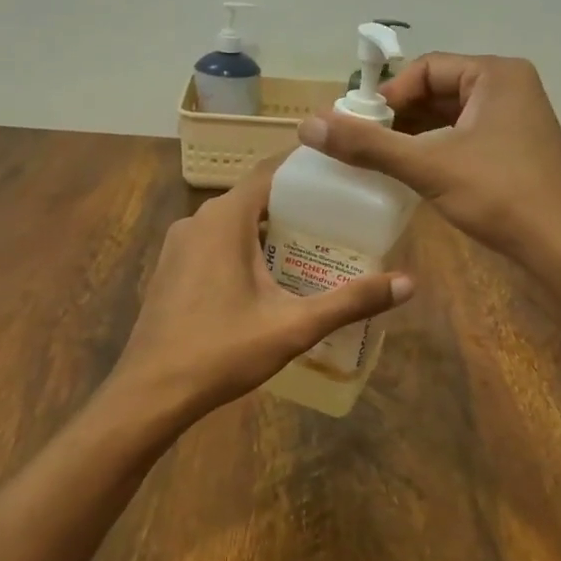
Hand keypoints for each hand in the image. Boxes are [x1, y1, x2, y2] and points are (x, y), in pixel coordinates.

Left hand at [108, 156, 414, 424]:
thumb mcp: (293, 326)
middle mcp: (198, 220)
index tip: (344, 173)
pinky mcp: (172, 269)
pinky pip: (215, 243)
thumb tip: (409, 284)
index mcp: (225, 219)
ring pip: (233, 222)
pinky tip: (269, 277)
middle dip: (296, 205)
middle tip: (340, 218)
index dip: (307, 168)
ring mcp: (179, 245)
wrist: (151, 392)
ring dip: (270, 229)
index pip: (271, 171)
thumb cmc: (222, 350)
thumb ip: (350, 301)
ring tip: (313, 246)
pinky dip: (244, 247)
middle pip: (255, 197)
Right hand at [297, 54, 560, 267]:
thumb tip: (307, 124)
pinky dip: (435, 151)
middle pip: (437, 91)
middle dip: (398, 117)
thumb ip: (368, 145)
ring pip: (449, 118)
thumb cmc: (500, 194)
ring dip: (414, 136)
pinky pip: (464, 138)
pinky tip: (412, 174)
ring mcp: (515, 121)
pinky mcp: (515, 151)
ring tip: (378, 161)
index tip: (357, 126)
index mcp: (495, 74)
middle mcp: (508, 88)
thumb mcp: (428, 166)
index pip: (426, 69)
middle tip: (361, 144)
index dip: (387, 96)